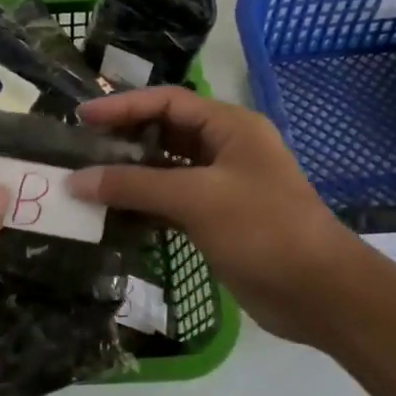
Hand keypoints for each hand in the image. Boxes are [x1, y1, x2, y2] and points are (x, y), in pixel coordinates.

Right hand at [68, 86, 362, 343]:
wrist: (319, 293)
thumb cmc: (263, 229)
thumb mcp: (197, 198)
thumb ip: (135, 185)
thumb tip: (77, 180)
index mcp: (230, 127)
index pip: (167, 102)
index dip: (123, 106)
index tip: (82, 118)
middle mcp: (225, 149)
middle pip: (164, 133)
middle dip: (123, 139)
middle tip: (78, 149)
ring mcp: (221, 186)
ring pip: (165, 170)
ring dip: (129, 175)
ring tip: (86, 180)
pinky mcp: (216, 220)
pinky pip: (170, 202)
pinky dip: (143, 205)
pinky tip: (112, 213)